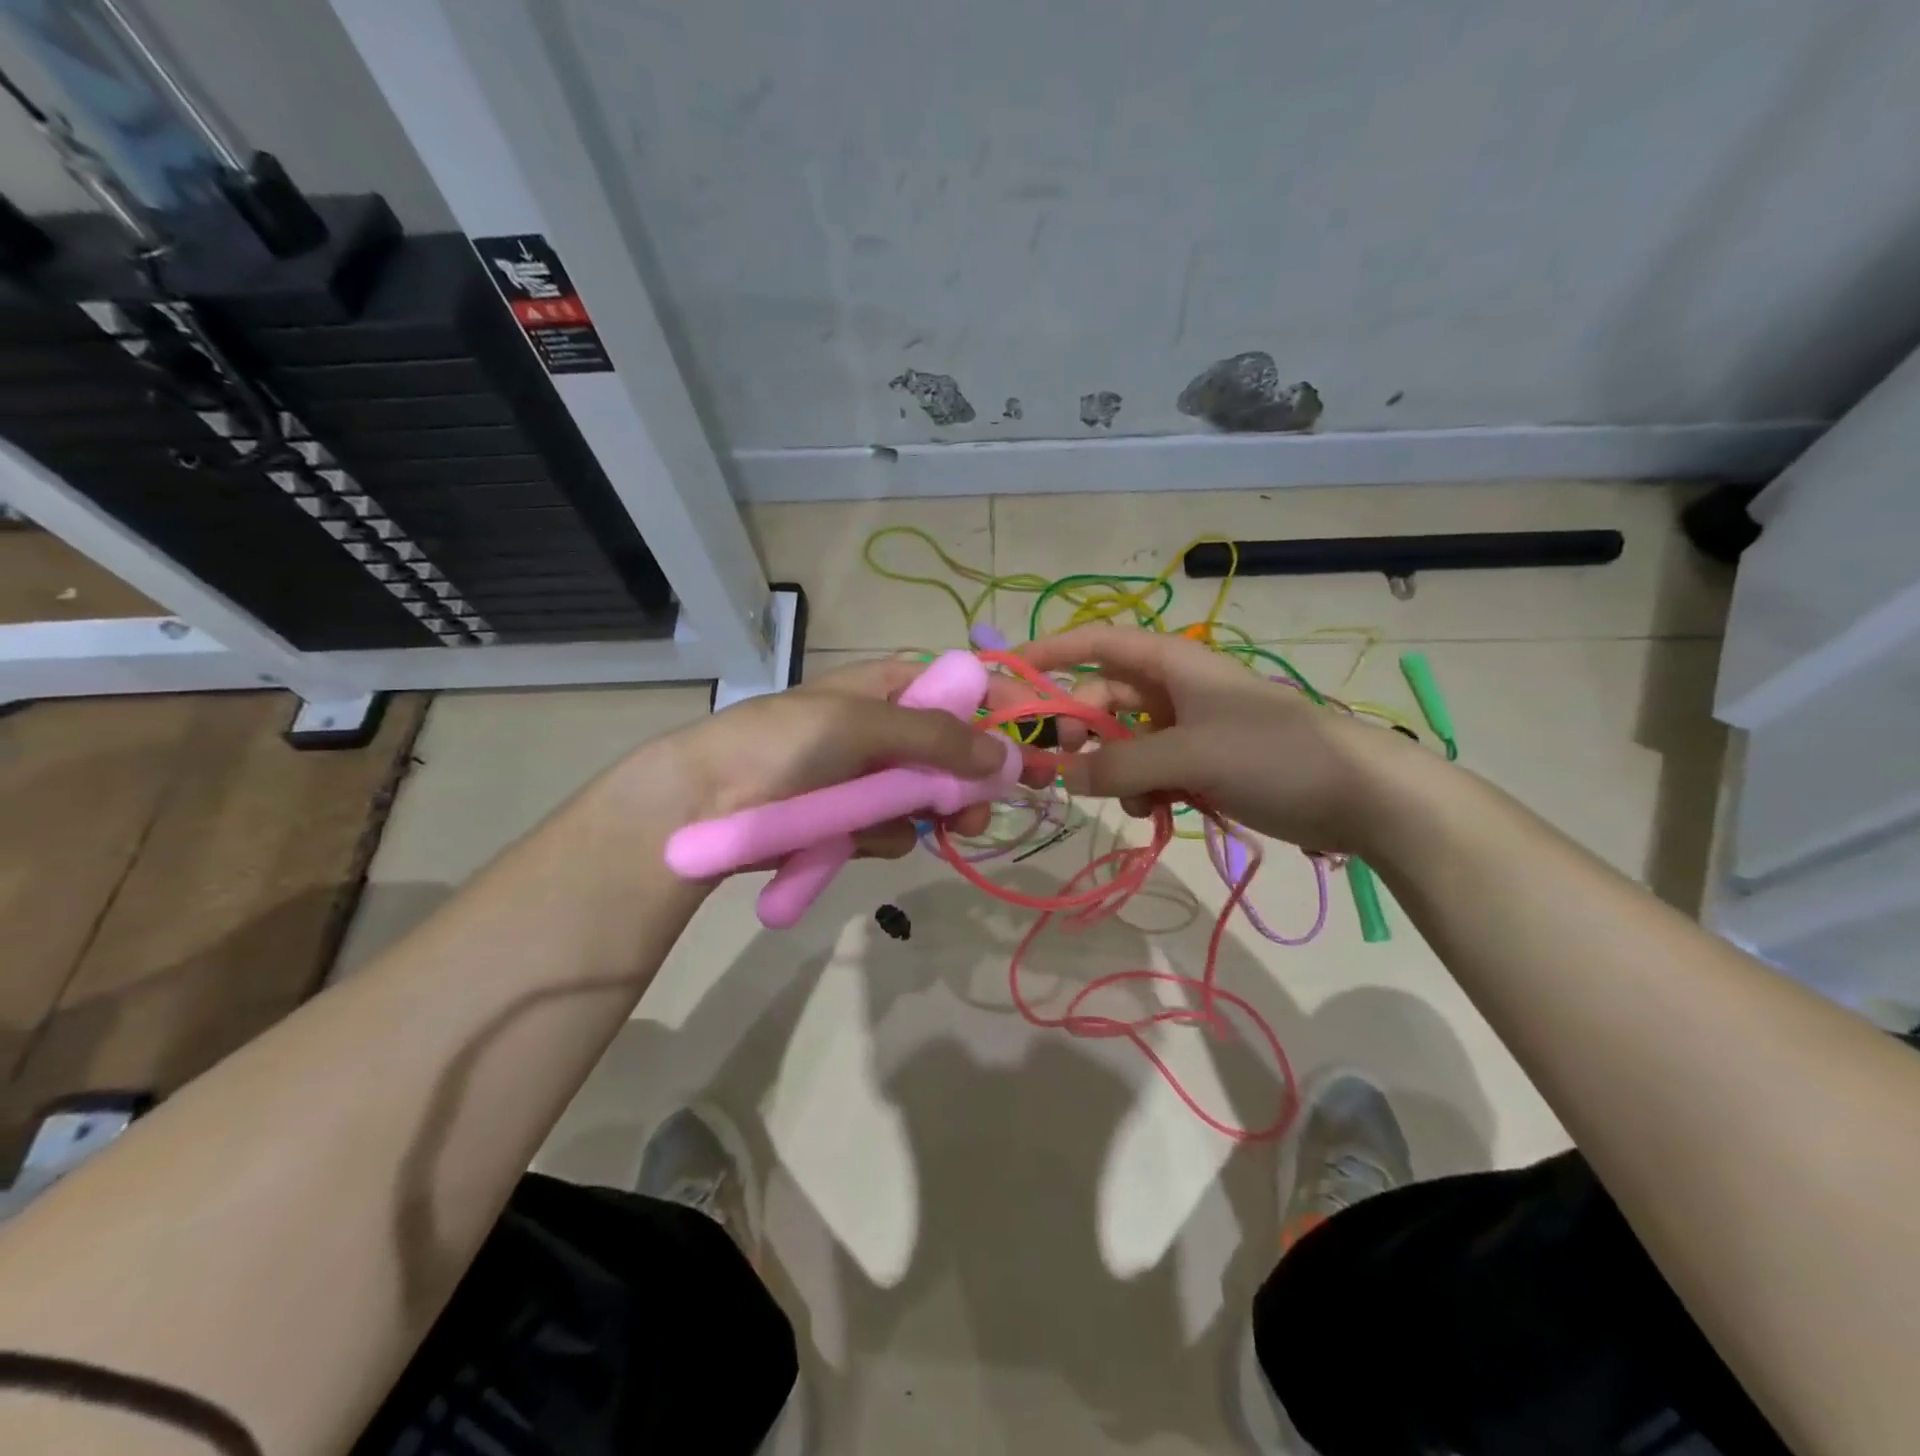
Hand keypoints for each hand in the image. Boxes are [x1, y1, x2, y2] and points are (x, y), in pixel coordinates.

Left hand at [634, 656, 1027, 863]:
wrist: (702, 805)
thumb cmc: (782, 744)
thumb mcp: (861, 724)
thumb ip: (935, 736)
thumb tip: (1003, 752)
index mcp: (885, 687)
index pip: (957, 687)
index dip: (999, 705)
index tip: (1040, 731)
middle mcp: (883, 730)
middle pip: (953, 749)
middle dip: (976, 774)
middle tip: (996, 800)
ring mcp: (867, 779)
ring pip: (930, 796)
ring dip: (944, 811)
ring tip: (952, 826)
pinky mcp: (852, 823)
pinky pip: (895, 829)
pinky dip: (888, 834)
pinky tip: (864, 838)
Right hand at [1021, 625, 1416, 851]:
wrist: (1359, 795)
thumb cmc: (1273, 753)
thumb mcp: (1190, 754)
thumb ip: (1120, 764)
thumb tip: (1064, 776)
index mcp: (1172, 664)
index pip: (1097, 644)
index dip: (1051, 653)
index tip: (1009, 673)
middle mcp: (1174, 689)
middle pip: (1104, 698)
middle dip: (1081, 730)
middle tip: (1064, 767)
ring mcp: (1190, 728)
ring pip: (1125, 742)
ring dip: (1116, 769)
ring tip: (1131, 800)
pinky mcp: (1204, 763)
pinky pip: (1152, 770)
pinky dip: (1143, 789)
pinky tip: (1156, 811)